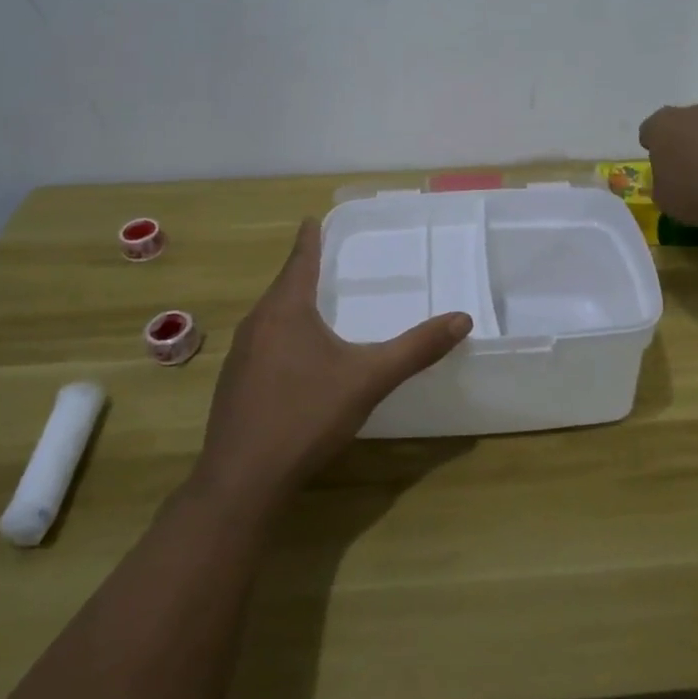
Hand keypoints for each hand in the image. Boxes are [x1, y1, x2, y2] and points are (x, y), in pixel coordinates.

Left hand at [191, 218, 472, 513]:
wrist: (242, 480)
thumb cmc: (306, 415)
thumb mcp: (369, 378)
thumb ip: (416, 349)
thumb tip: (463, 319)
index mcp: (285, 310)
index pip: (300, 261)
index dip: (309, 239)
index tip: (310, 219)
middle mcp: (257, 324)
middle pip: (283, 288)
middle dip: (303, 272)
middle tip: (325, 260)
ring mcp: (240, 357)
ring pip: (271, 318)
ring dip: (292, 306)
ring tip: (315, 304)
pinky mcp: (234, 385)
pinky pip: (263, 345)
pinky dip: (283, 337)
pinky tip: (297, 359)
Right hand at [638, 103, 697, 224]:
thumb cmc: (695, 191)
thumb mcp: (664, 199)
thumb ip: (662, 185)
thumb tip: (671, 182)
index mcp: (661, 126)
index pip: (648, 131)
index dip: (653, 149)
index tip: (659, 168)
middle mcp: (692, 114)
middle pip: (682, 126)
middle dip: (683, 145)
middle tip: (686, 173)